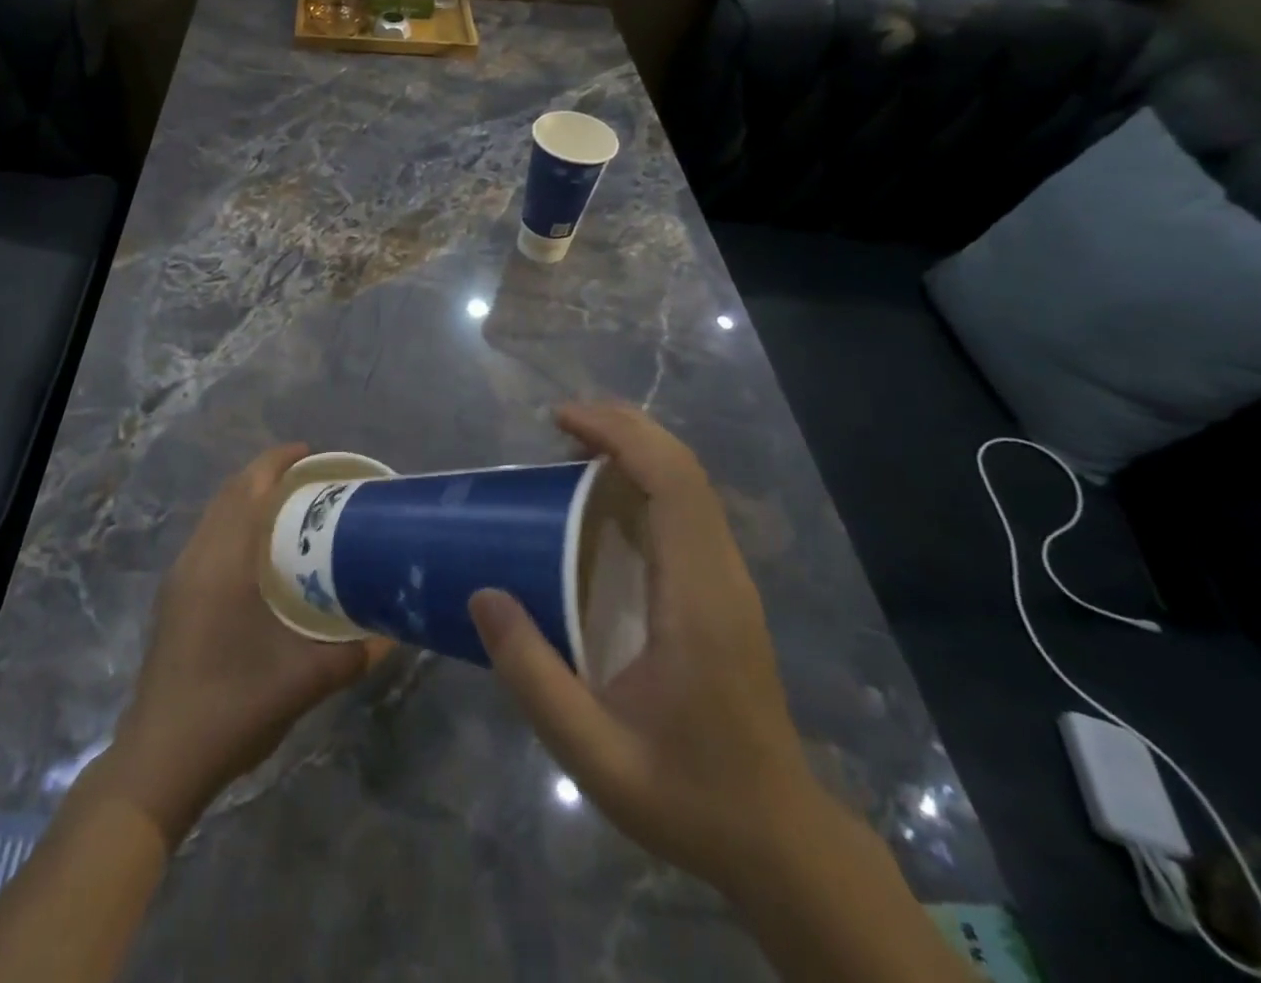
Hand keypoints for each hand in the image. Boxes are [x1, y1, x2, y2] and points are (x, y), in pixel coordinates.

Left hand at [103, 444, 390, 843]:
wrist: (160, 759)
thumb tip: (398, 631)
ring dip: (246, 497)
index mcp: (224, 563)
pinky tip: (258, 550)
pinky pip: (207, 536)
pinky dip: (233, 521)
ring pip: (214, 515)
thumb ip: (356, 653)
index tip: (311, 453)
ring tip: (288, 503)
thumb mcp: (305, 681)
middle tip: (309, 476)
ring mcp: (180, 577)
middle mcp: (197, 558)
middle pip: (230, 494)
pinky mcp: (174, 597)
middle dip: (265, 474)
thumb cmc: (232, 708)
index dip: (277, 462)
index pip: (249, 490)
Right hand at [469, 403, 823, 893]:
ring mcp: (729, 580)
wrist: (778, 841)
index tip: (561, 420)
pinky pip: (687, 510)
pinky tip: (602, 498)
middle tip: (559, 423)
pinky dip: (645, 480)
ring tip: (572, 447)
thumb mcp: (594, 751)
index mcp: (698, 597)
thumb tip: (482, 594)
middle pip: (684, 468)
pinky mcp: (724, 591)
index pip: (672, 482)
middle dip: (623, 427)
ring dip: (635, 449)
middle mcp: (722, 573)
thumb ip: (533, 674)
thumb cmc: (687, 795)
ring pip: (690, 484)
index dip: (619, 434)